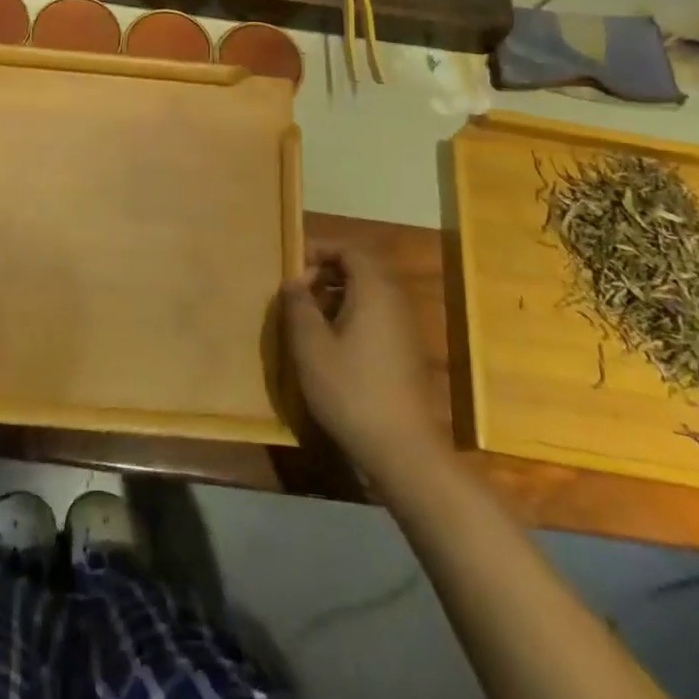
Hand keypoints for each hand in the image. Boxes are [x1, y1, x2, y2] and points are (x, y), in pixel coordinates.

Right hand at [281, 248, 437, 480]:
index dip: (320, 249)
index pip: (350, 249)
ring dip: (337, 295)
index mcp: (374, 290)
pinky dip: (352, 314)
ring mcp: (405, 327)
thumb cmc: (351, 390)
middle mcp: (395, 300)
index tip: (293, 263)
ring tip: (309, 316)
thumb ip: (298, 306)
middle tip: (298, 290)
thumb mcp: (311, 346)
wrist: (402, 449)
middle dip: (326, 272)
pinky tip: (331, 343)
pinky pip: (377, 315)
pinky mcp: (406, 351)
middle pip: (361, 269)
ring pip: (369, 294)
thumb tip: (293, 281)